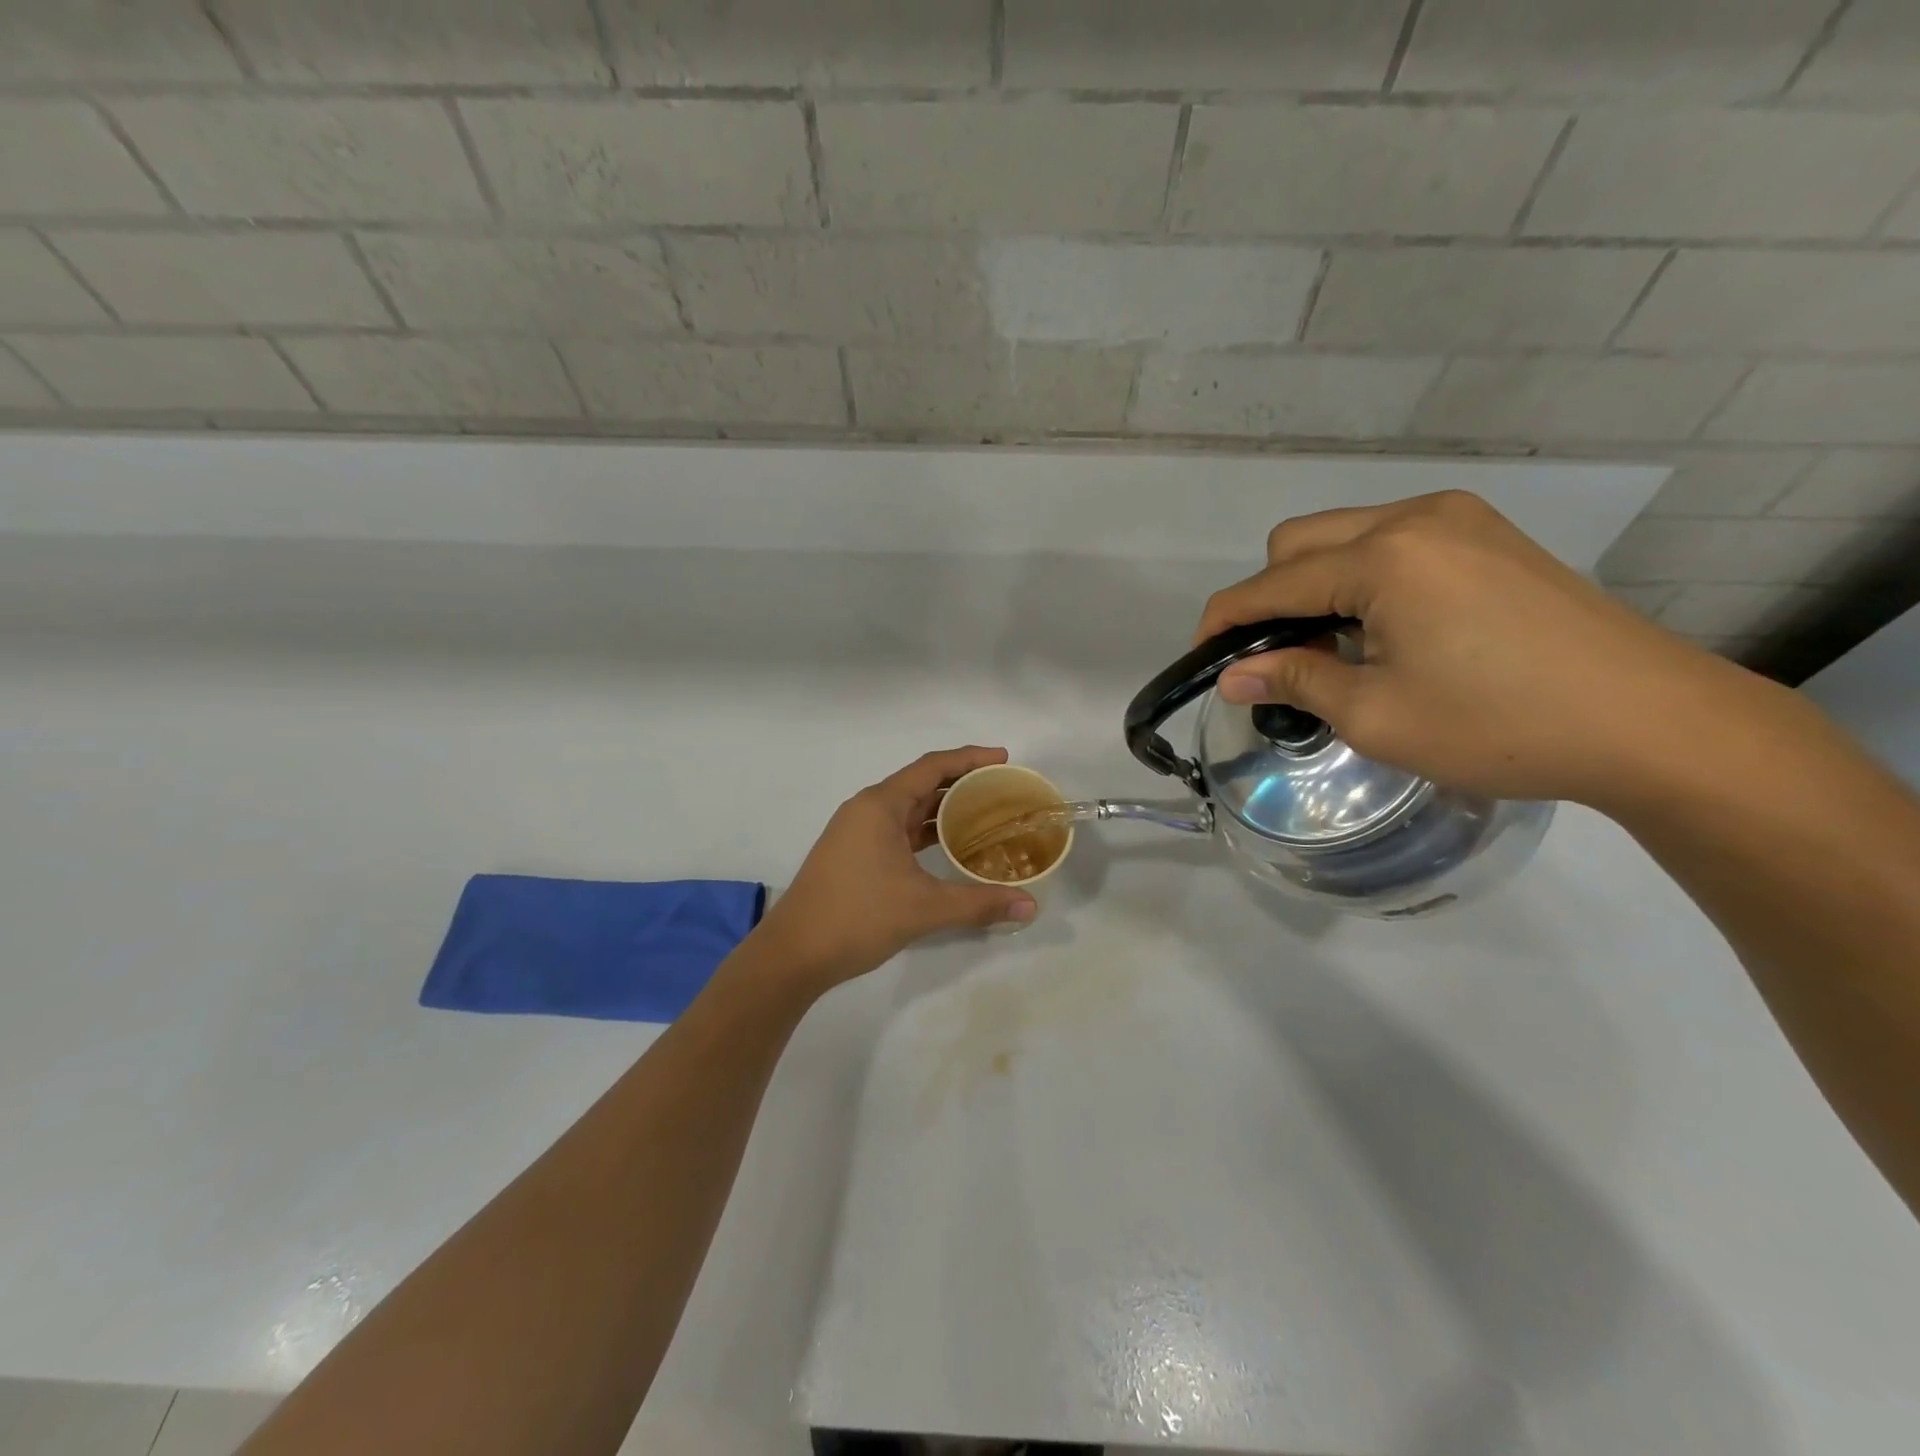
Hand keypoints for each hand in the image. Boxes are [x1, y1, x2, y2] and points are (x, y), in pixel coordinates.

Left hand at [752, 746, 1037, 988]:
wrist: (794, 953)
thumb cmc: (857, 916)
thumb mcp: (924, 908)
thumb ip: (979, 903)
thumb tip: (1031, 904)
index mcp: (880, 805)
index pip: (932, 767)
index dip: (970, 758)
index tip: (1003, 759)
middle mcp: (866, 809)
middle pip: (921, 783)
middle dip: (961, 782)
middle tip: (1002, 789)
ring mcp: (856, 832)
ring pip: (908, 809)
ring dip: (943, 808)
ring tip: (984, 814)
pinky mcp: (853, 854)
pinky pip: (897, 829)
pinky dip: (925, 831)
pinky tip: (949, 845)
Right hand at [1195, 491, 1758, 807]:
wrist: (1651, 724)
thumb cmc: (1499, 726)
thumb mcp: (1376, 715)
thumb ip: (1294, 682)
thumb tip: (1233, 676)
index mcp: (1384, 557)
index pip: (1270, 584)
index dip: (1224, 623)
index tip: (1203, 661)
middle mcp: (1415, 517)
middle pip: (1298, 542)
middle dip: (1269, 598)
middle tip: (1279, 660)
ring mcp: (1458, 519)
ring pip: (1343, 536)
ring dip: (1315, 586)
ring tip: (1333, 650)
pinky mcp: (1487, 535)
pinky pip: (1390, 542)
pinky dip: (1361, 579)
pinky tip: (1383, 629)